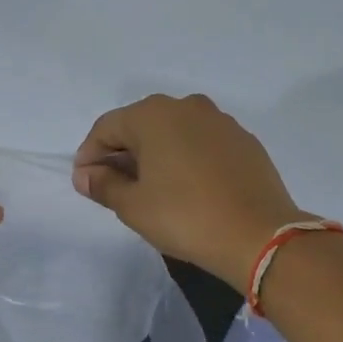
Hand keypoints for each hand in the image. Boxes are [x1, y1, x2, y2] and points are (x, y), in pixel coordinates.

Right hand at [73, 94, 305, 290]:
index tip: (84, 182)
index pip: (106, 128)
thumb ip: (103, 184)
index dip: (89, 155)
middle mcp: (186, 106)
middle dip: (121, 152)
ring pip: (173, 131)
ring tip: (149, 187)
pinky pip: (200, 142)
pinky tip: (185, 186)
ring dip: (154, 154)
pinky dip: (184, 157)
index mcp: (152, 115)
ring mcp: (220, 121)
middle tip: (113, 186)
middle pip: (140, 124)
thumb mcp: (133, 206)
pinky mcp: (243, 140)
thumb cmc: (184, 217)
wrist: (258, 235)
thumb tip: (85, 174)